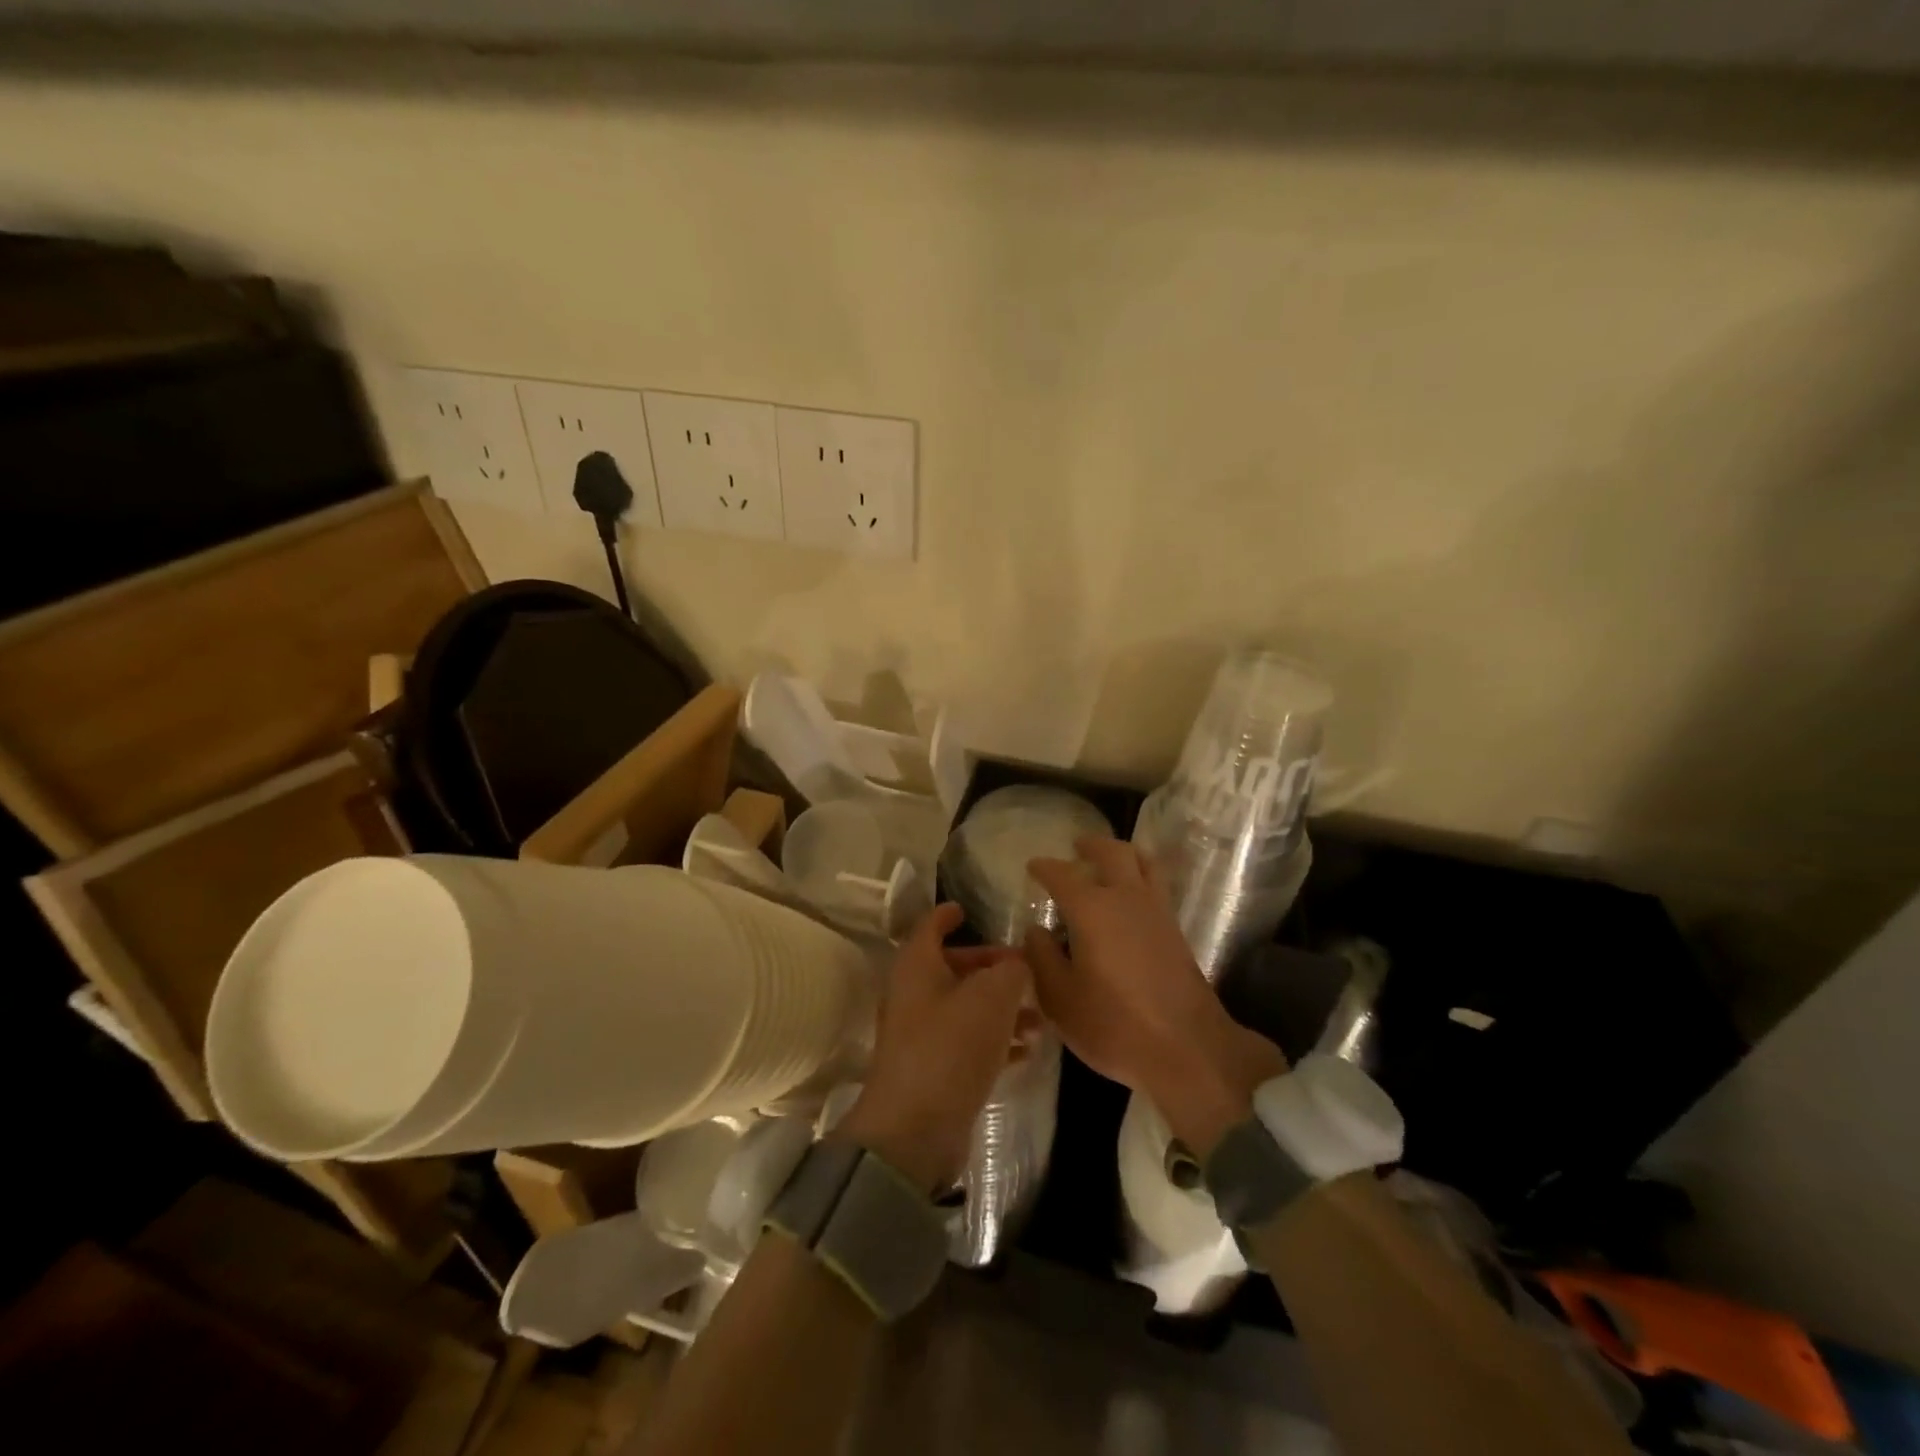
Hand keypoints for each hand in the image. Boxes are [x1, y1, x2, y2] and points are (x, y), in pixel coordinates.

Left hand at [836, 902, 1030, 1194]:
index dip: (948, 914)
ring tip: (1039, 1019)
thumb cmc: (951, 1046)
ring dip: (1001, 1008)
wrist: (915, 1129)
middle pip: (953, 967)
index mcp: (917, 965)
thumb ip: (1011, 971)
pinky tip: (1025, 1050)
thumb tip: (1017, 965)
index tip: (967, 908)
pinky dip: (994, 1039)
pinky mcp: (932, 1069)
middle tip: (1027, 971)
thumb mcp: (992, 997)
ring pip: (965, 1006)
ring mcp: (920, 1034)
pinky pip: (967, 1041)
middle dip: (991, 967)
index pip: (930, 926)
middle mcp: (913, 994)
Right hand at [1026, 836, 1286, 1156]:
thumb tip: (1037, 931)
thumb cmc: (1115, 1026)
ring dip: (1123, 853)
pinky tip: (1129, 897)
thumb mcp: (1061, 1000)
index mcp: (1092, 910)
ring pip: (1144, 863)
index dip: (1045, 868)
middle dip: (1092, 845)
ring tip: (1109, 860)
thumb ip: (1043, 959)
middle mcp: (1127, 899)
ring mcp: (1158, 913)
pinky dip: (1141, 875)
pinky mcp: (1177, 931)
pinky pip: (1157, 885)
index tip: (1032, 866)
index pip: (1063, 875)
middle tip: (1076, 846)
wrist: (1189, 1050)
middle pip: (1113, 853)